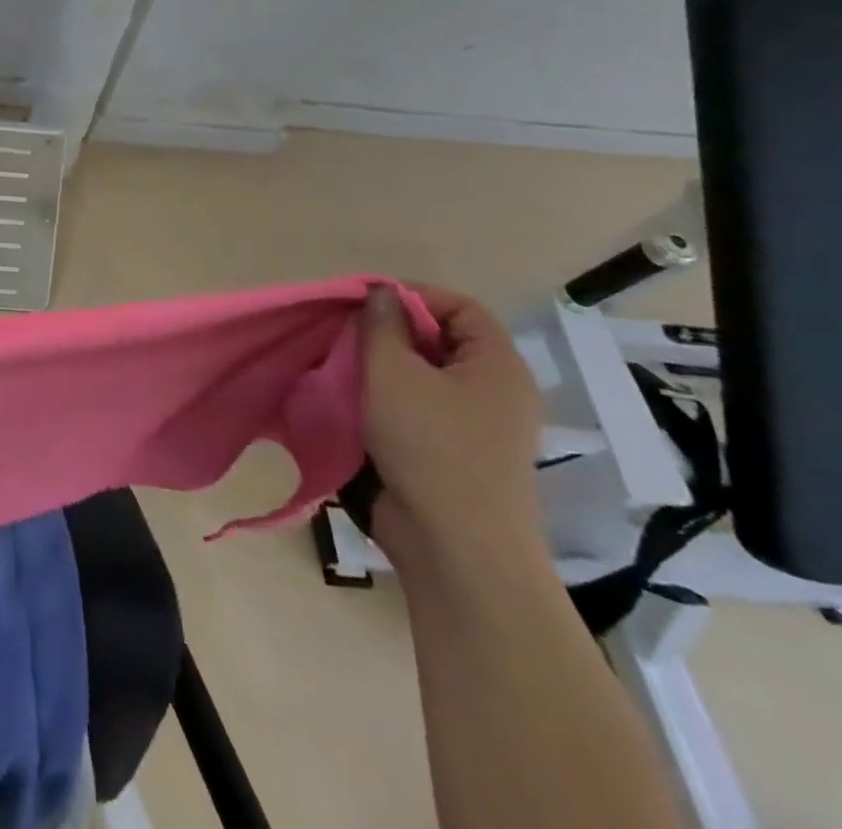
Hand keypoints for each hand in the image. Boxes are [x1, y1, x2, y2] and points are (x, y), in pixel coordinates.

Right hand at [359, 282, 543, 564]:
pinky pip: (422, 410)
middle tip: (347, 334)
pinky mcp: (457, 456)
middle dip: (393, 332)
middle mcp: (497, 392)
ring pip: (428, 377)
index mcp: (497, 365)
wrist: (456, 547)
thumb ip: (381, 324)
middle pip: (443, 340)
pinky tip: (355, 405)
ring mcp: (480, 428)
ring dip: (386, 368)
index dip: (414, 295)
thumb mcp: (393, 372)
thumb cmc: (429, 445)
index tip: (365, 302)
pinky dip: (390, 400)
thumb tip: (381, 294)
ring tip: (344, 368)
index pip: (461, 306)